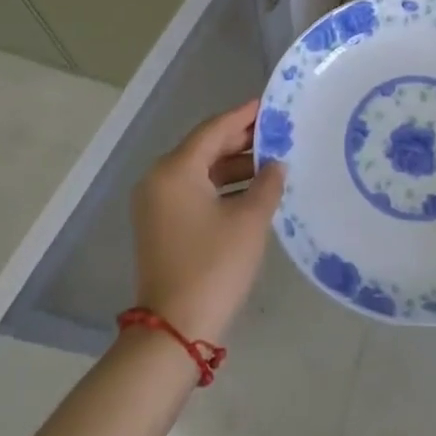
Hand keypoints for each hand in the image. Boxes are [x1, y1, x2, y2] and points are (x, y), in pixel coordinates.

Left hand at [132, 100, 284, 343]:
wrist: (174, 331)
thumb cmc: (214, 267)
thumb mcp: (249, 221)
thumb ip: (267, 184)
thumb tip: (276, 164)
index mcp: (176, 170)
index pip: (215, 129)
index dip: (245, 115)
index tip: (271, 104)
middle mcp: (159, 179)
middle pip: (205, 147)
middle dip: (241, 140)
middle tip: (278, 131)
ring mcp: (157, 204)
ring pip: (200, 170)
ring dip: (234, 165)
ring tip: (273, 160)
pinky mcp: (161, 225)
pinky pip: (194, 190)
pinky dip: (221, 186)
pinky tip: (252, 189)